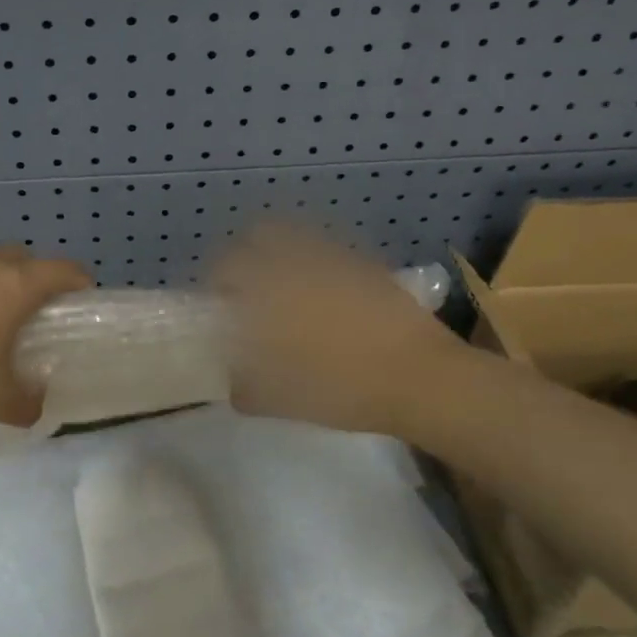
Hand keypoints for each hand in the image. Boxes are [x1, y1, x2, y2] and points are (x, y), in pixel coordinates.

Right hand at [212, 223, 465, 437]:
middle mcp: (297, 261)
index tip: (217, 302)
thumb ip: (247, 389)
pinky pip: (327, 249)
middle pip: (258, 235)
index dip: (215, 280)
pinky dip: (313, 260)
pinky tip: (323, 292)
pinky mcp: (365, 262)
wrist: (421, 378)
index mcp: (269, 289)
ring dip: (278, 251)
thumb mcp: (283, 402)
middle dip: (244, 254)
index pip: (226, 266)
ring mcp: (334, 257)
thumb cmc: (343, 390)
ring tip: (282, 283)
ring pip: (294, 235)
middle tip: (246, 286)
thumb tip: (233, 385)